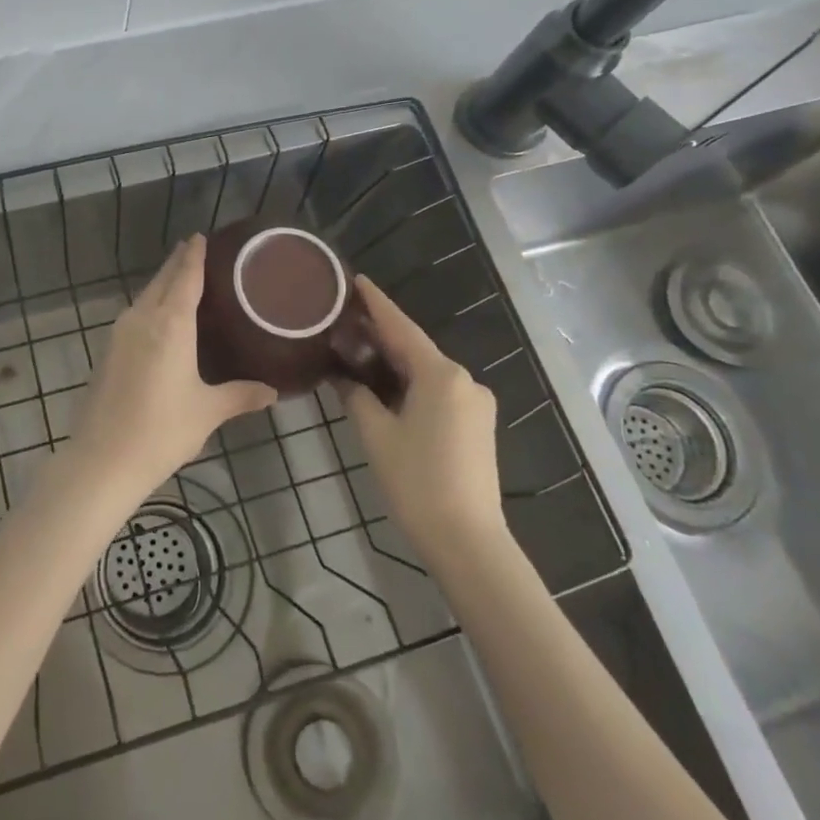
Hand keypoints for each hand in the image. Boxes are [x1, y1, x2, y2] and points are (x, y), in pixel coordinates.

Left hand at [73, 236, 276, 498]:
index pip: (185, 277)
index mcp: (170, 324)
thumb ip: (241, 395)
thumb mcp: (207, 411)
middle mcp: (143, 319)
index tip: (201, 236)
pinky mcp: (108, 350)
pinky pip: (135, 314)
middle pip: (162, 281)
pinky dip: (151, 304)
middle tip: (196, 249)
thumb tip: (273, 392)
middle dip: (178, 263)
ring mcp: (120, 333)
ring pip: (145, 296)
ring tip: (182, 279)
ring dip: (162, 283)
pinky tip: (161, 318)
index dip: (194, 256)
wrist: (103, 459)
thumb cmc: (162, 430)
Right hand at [344, 276, 502, 557]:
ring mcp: (475, 403)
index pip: (400, 326)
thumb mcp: (376, 434)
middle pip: (414, 348)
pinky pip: (438, 390)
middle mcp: (464, 380)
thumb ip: (356, 395)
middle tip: (344, 319)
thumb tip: (342, 376)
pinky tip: (386, 386)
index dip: (376, 302)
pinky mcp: (477, 424)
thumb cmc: (416, 482)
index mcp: (441, 374)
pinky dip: (410, 383)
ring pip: (426, 371)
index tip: (355, 279)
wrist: (467, 541)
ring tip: (357, 350)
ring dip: (394, 361)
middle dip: (381, 334)